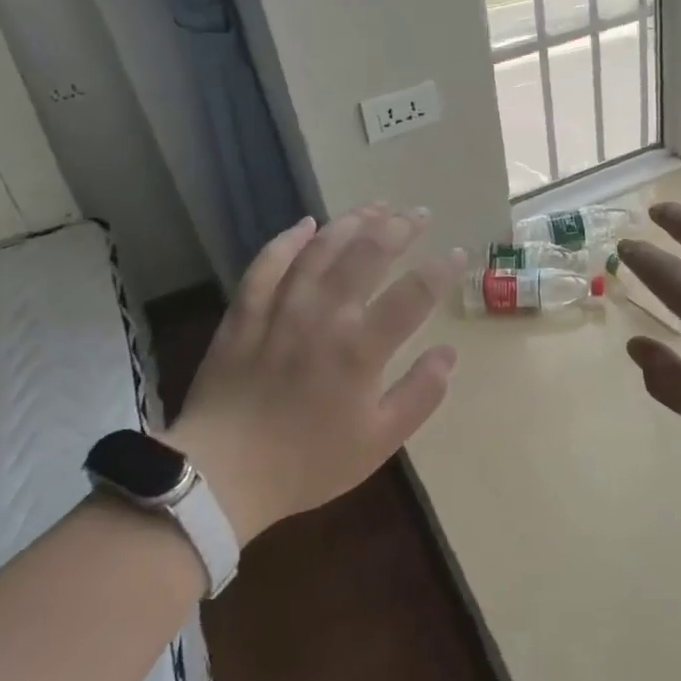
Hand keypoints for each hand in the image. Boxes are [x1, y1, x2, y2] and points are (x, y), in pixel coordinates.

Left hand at [166, 204, 463, 545]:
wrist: (222, 474)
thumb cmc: (307, 462)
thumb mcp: (379, 441)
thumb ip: (420, 394)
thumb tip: (448, 353)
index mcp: (361, 347)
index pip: (414, 293)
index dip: (441, 269)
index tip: (458, 254)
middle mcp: (325, 314)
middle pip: (368, 254)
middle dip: (399, 228)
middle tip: (418, 213)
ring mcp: (282, 307)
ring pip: (322, 248)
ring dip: (352, 222)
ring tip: (376, 206)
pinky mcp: (246, 310)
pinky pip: (268, 263)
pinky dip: (288, 240)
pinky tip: (306, 224)